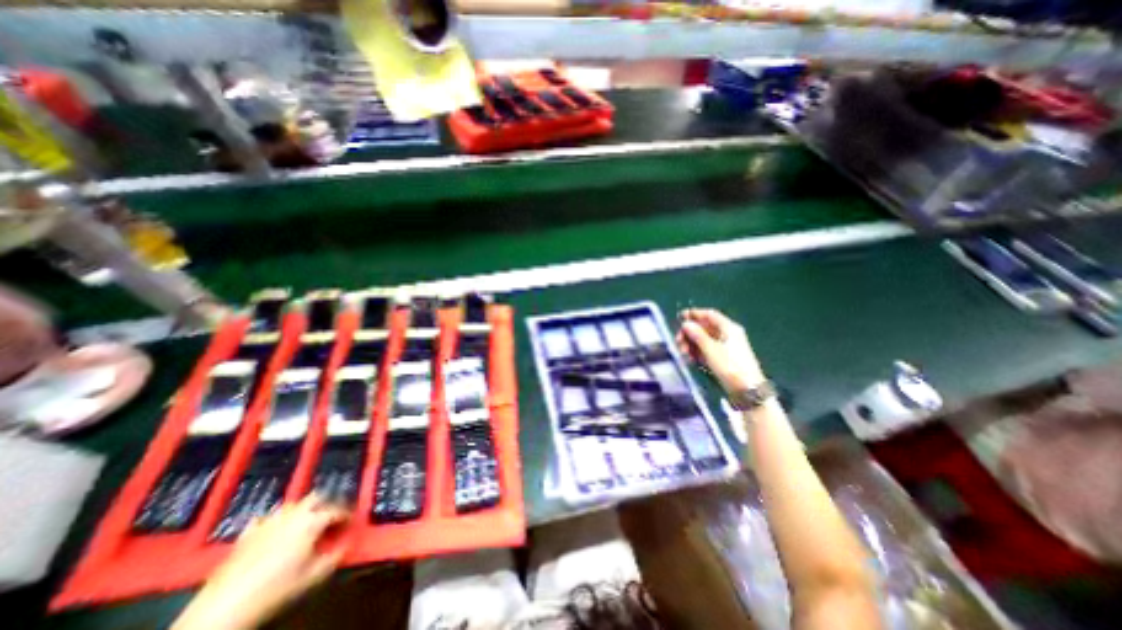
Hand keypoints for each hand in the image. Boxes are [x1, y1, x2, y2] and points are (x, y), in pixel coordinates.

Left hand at [173, 495, 348, 629]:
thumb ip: (336, 555)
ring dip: (305, 508)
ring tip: (308, 520)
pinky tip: (276, 528)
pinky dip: (277, 519)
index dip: (347, 514)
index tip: (351, 521)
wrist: (223, 609)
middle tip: (332, 515)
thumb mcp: (314, 575)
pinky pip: (267, 517)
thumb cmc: (276, 590)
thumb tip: (347, 542)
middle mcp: (293, 515)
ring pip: (293, 504)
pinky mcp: (247, 533)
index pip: (338, 509)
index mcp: (312, 521)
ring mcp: (268, 521)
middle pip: (317, 497)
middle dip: (327, 503)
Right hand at [675, 308, 762, 390]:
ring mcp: (725, 347)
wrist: (747, 390)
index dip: (694, 314)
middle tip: (678, 341)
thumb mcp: (711, 349)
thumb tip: (686, 323)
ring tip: (683, 353)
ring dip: (691, 344)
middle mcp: (727, 335)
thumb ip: (697, 335)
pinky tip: (689, 359)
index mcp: (728, 328)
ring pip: (703, 340)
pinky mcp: (722, 359)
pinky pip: (706, 350)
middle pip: (704, 328)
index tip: (680, 316)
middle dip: (689, 333)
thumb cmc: (730, 366)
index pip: (709, 315)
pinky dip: (697, 352)